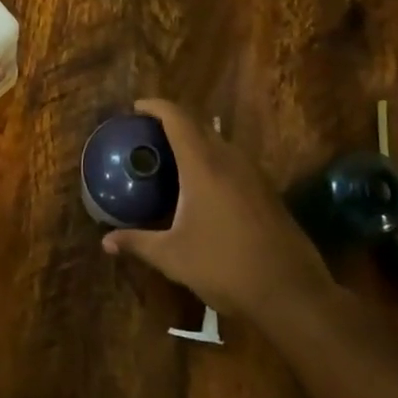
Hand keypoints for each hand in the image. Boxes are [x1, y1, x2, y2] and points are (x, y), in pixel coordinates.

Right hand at [101, 99, 336, 320]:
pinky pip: (234, 162)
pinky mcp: (267, 191)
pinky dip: (213, 162)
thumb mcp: (173, 257)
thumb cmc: (225, 266)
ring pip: (220, 144)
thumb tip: (106, 242)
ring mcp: (254, 174)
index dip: (156, 106)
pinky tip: (203, 188)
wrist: (291, 292)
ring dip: (196, 142)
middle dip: (173, 123)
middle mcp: (230, 160)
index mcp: (204, 165)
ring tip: (172, 159)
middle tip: (148, 136)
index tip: (136, 107)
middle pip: (199, 126)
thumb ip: (138, 243)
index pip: (177, 119)